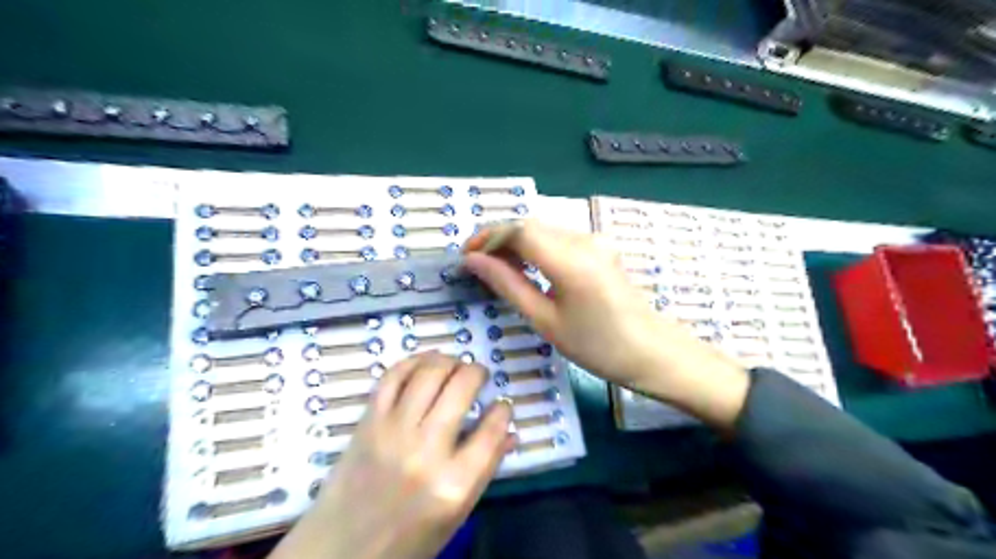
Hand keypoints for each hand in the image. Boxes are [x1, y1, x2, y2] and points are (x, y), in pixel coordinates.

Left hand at [272, 351, 512, 558]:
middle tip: (479, 375)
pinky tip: (426, 362)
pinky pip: (393, 377)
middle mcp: (425, 451)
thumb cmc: (407, 538)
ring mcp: (393, 432)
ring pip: (429, 373)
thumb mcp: (456, 514)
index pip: (492, 430)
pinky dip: (413, 361)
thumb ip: (485, 468)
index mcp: (454, 484)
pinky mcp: (368, 422)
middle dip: (477, 372)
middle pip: (461, 388)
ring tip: (455, 364)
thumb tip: (510, 431)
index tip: (502, 404)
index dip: (503, 410)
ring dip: (448, 360)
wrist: (340, 551)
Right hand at [464, 220, 751, 428]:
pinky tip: (526, 266)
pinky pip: (559, 238)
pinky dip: (536, 247)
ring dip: (516, 242)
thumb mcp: (545, 320)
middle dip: (499, 239)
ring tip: (497, 267)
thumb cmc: (596, 346)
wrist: (651, 351)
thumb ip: (507, 284)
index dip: (487, 238)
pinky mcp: (600, 247)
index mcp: (570, 261)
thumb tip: (474, 261)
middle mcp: (584, 240)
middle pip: (530, 225)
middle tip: (478, 264)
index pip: (519, 231)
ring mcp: (595, 240)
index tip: (466, 256)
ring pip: (543, 229)